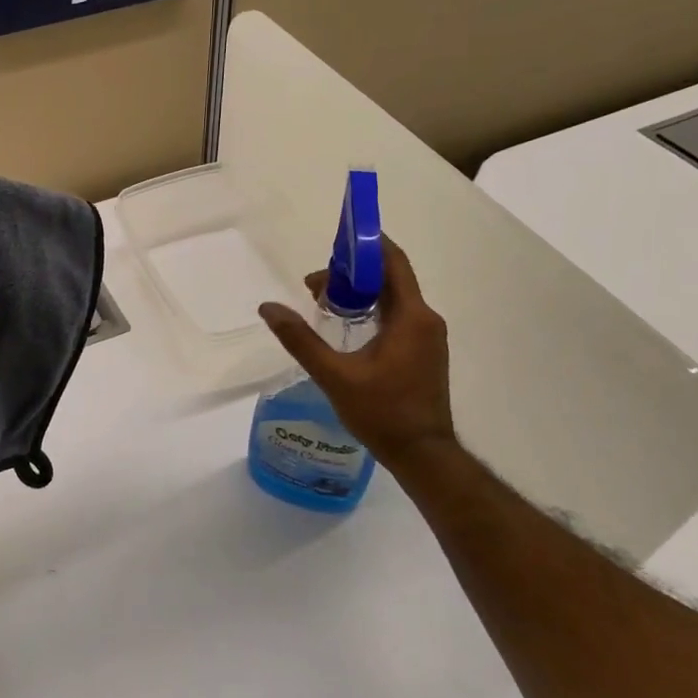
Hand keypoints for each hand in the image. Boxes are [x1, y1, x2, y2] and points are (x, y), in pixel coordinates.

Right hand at [257, 236, 455, 462]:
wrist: (423, 455)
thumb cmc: (382, 412)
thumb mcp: (334, 375)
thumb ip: (300, 339)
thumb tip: (268, 308)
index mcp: (412, 316)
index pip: (393, 262)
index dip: (366, 245)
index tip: (334, 243)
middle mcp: (426, 319)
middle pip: (390, 279)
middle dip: (353, 273)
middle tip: (314, 285)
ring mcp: (429, 337)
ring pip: (394, 299)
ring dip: (360, 294)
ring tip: (323, 305)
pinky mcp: (425, 352)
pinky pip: (399, 317)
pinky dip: (372, 312)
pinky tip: (347, 328)